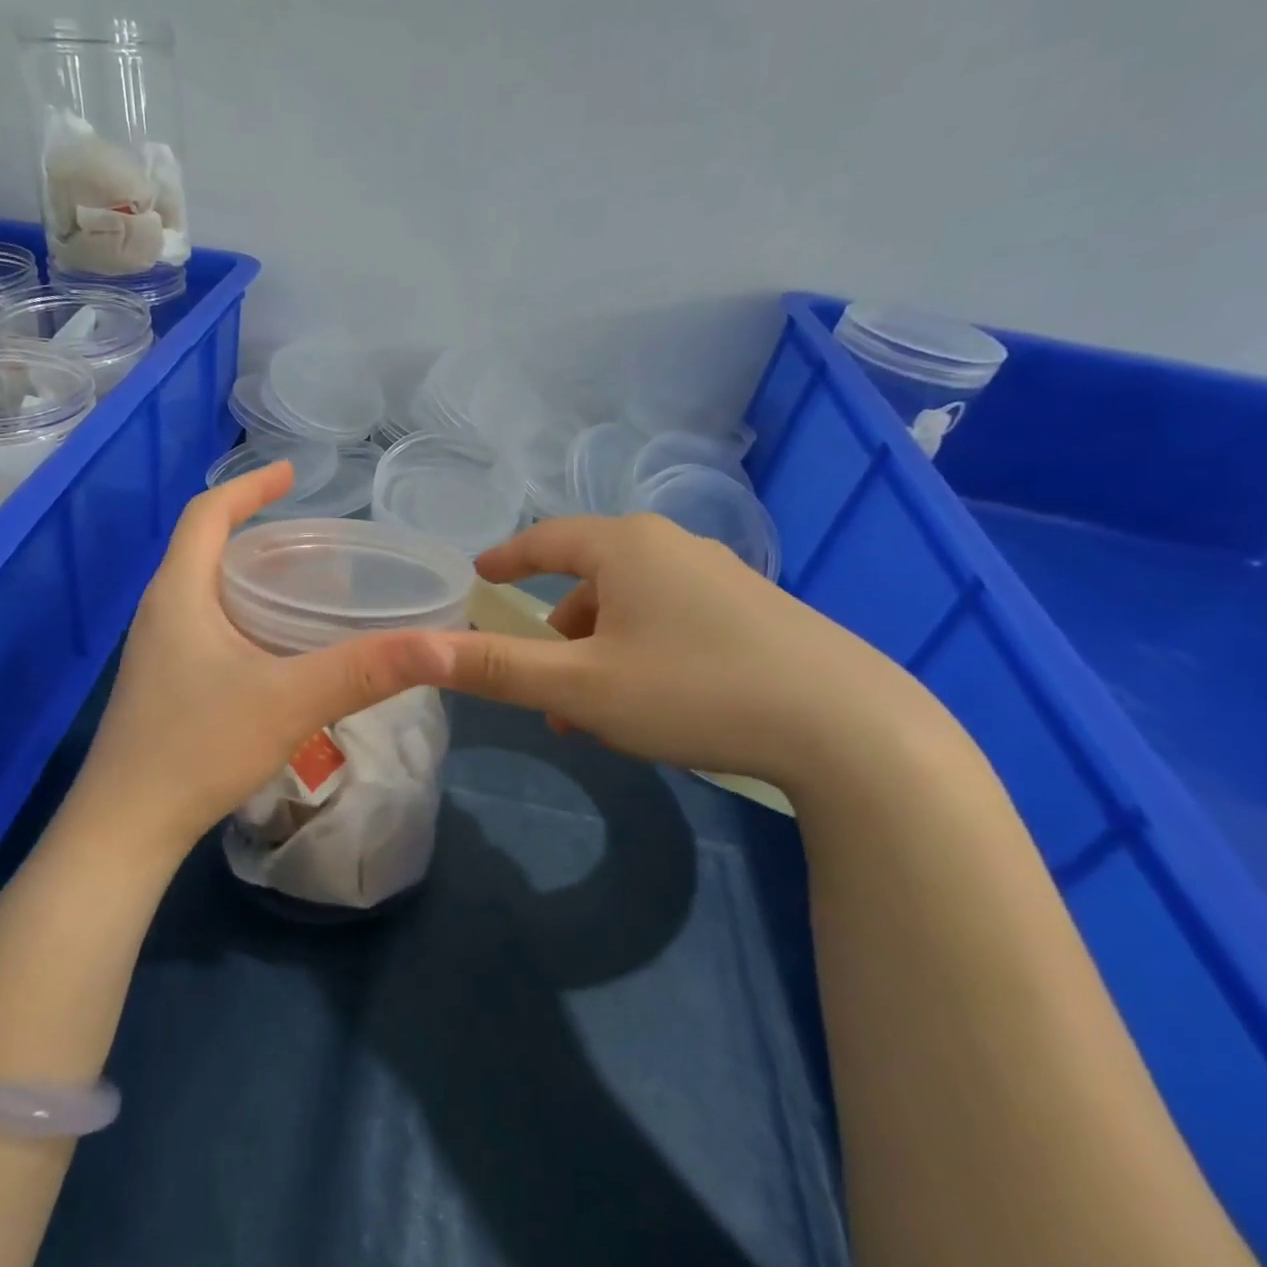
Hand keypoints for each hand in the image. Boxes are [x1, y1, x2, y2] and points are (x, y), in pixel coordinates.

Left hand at [71, 460, 454, 856]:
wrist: (125, 829)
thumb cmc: (198, 748)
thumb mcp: (290, 702)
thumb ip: (365, 671)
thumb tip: (441, 644)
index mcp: (179, 593)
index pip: (207, 514)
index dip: (249, 486)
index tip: (292, 474)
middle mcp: (160, 612)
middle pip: (206, 549)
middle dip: (258, 533)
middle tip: (315, 543)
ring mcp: (157, 652)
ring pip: (206, 592)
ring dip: (251, 578)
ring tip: (305, 589)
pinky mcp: (162, 686)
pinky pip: (207, 628)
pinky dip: (244, 617)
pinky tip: (278, 650)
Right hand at [439, 514, 951, 790]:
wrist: (849, 727)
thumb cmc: (693, 692)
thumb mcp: (581, 688)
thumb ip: (497, 668)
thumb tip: (417, 650)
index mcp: (626, 548)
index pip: (546, 538)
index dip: (507, 558)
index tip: (479, 574)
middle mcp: (673, 548)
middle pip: (590, 577)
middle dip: (556, 629)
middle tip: (539, 679)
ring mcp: (721, 577)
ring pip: (632, 605)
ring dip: (598, 649)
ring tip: (591, 711)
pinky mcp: (755, 612)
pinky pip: (671, 620)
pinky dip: (640, 651)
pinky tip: (650, 702)